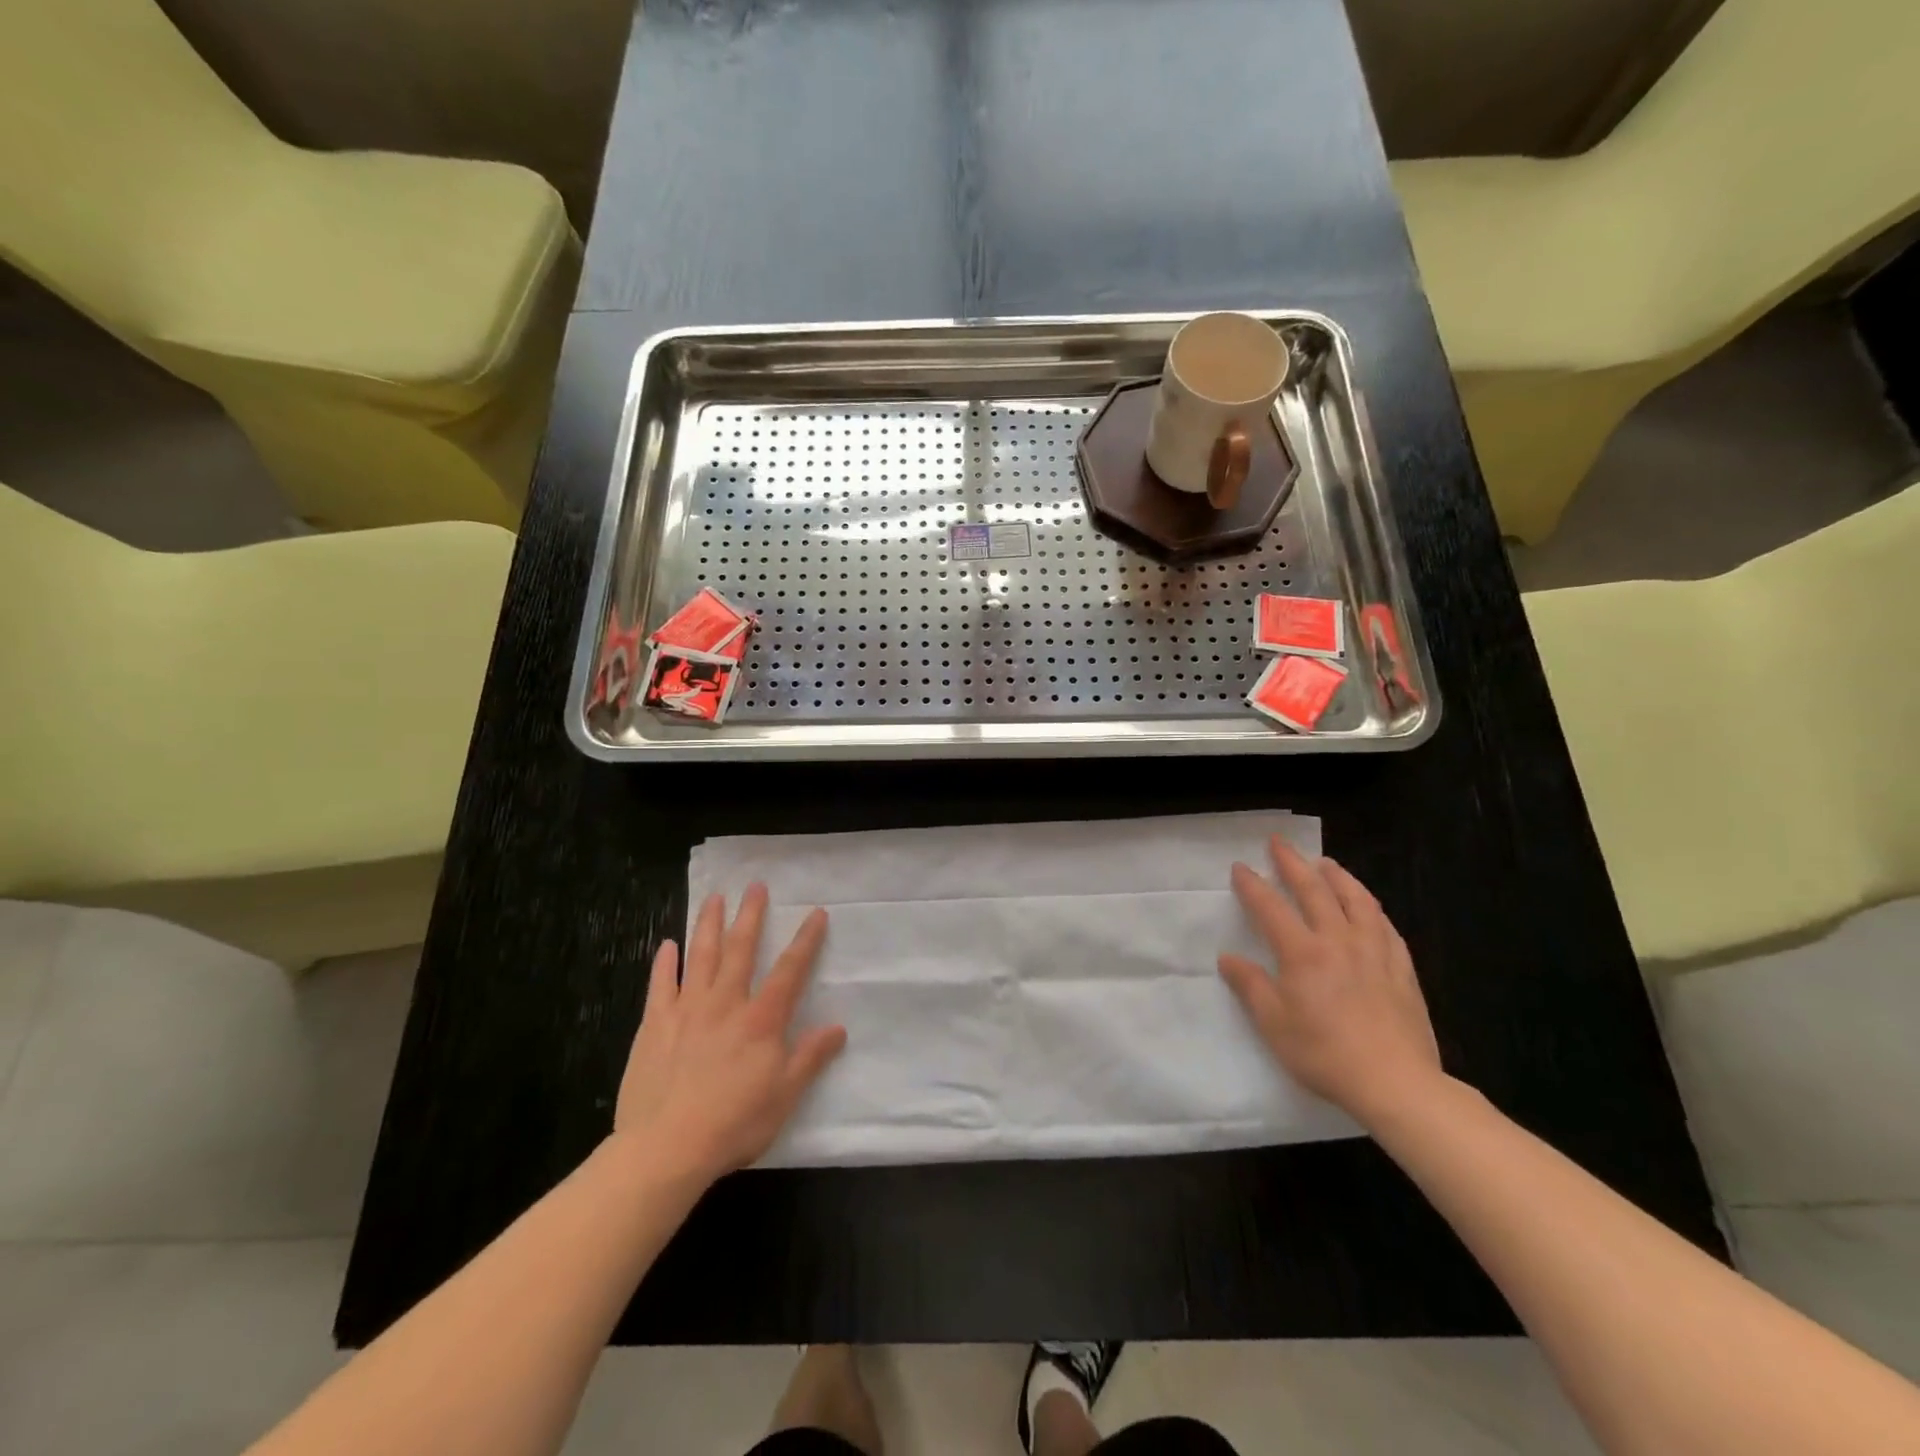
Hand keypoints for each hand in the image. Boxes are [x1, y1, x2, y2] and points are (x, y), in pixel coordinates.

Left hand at [612, 884, 845, 1183]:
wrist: (665, 1147)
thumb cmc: (733, 1124)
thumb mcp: (784, 1096)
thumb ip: (810, 1057)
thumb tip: (838, 1027)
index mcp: (761, 1020)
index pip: (789, 971)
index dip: (805, 940)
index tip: (816, 913)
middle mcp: (725, 1004)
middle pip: (740, 950)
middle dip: (750, 916)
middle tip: (755, 886)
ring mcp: (686, 1010)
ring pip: (700, 956)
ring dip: (709, 924)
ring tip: (715, 898)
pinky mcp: (654, 1025)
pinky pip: (660, 985)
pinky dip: (665, 963)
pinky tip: (667, 945)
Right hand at [1218, 836, 1442, 1125]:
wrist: (1396, 1083)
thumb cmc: (1325, 1053)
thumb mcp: (1274, 1024)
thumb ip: (1251, 986)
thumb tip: (1228, 958)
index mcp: (1302, 953)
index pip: (1271, 908)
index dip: (1253, 885)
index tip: (1240, 867)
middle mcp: (1338, 941)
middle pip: (1314, 891)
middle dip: (1293, 863)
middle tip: (1279, 843)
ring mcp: (1375, 952)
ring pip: (1356, 900)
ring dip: (1337, 876)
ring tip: (1326, 863)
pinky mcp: (1402, 969)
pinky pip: (1386, 927)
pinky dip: (1371, 908)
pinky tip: (1368, 907)